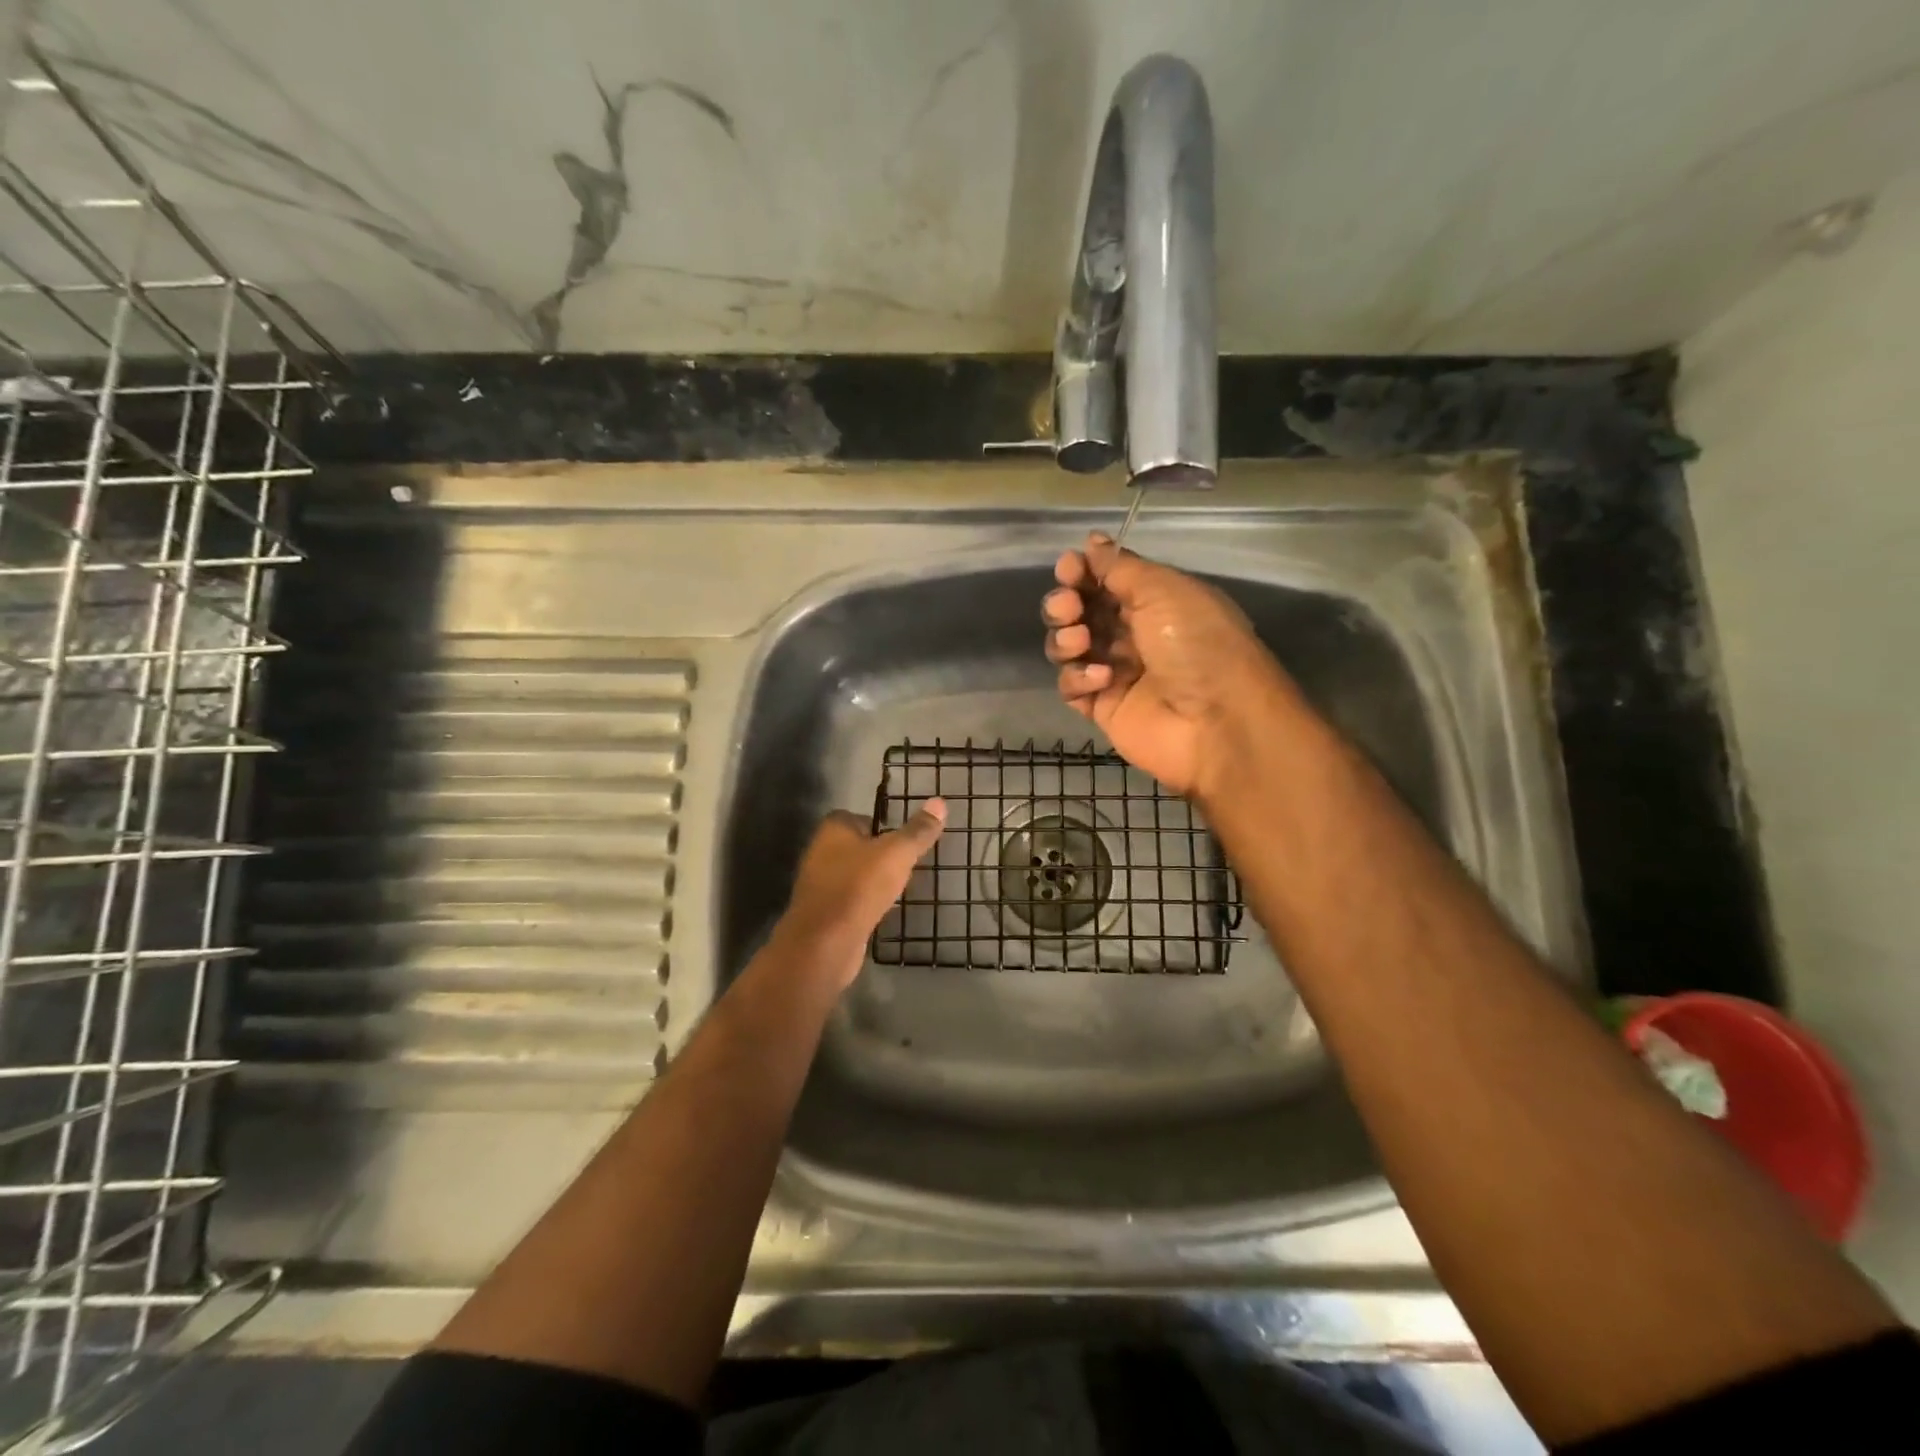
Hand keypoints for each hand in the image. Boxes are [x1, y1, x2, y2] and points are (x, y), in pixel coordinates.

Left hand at [775, 800, 946, 988]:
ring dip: (873, 879)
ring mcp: (820, 885)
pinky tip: (885, 910)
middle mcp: (821, 852)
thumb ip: (918, 831)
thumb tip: (939, 802)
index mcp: (833, 830)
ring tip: (901, 886)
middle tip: (908, 861)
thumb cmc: (859, 887)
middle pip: (856, 846)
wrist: (826, 943)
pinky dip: (866, 902)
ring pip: (853, 874)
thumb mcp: (897, 854)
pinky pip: (851, 900)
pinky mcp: (824, 914)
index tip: (904, 836)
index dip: (881, 824)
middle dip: (879, 853)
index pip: (858, 817)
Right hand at [1043, 532, 1290, 797]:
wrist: (1216, 720)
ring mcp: (1115, 672)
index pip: (1103, 580)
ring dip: (1065, 639)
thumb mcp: (1164, 590)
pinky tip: (1102, 679)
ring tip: (1081, 642)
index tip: (1069, 569)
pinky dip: (1078, 677)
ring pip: (1068, 647)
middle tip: (1069, 608)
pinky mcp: (1103, 707)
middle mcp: (1131, 634)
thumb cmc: (1197, 644)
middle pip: (1078, 612)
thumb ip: (1121, 567)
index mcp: (1153, 601)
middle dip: (1064, 604)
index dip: (1080, 572)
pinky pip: (1071, 686)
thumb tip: (1092, 540)